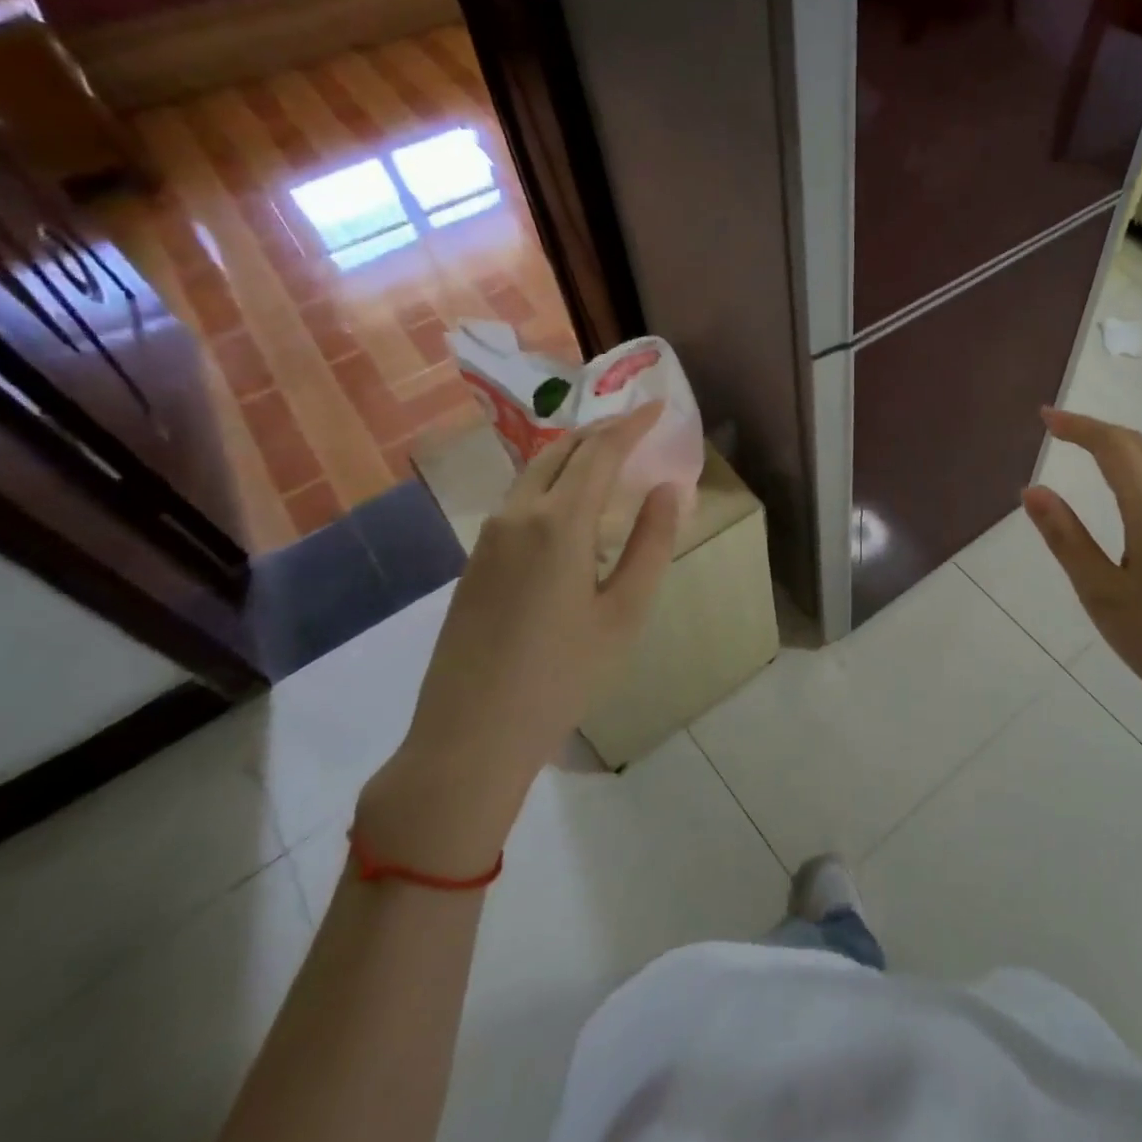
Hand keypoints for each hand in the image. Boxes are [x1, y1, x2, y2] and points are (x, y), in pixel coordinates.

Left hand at [358, 404, 680, 873]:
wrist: (471, 735)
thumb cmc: (563, 675)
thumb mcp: (624, 612)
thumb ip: (651, 543)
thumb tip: (670, 488)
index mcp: (559, 523)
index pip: (600, 451)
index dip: (631, 425)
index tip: (657, 407)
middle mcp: (518, 515)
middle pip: (562, 451)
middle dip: (601, 431)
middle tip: (637, 428)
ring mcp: (489, 537)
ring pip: (536, 473)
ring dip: (574, 454)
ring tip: (609, 458)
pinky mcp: (476, 560)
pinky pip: (520, 500)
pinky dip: (553, 483)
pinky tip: (571, 507)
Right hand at [1023, 407, 1141, 738]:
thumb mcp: (1101, 593)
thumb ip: (1066, 538)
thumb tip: (1032, 490)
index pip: (1114, 447)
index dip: (1078, 426)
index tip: (1044, 417)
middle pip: (1141, 446)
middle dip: (1099, 429)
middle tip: (1059, 428)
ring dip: (1124, 445)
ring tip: (1090, 448)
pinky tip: (1130, 489)